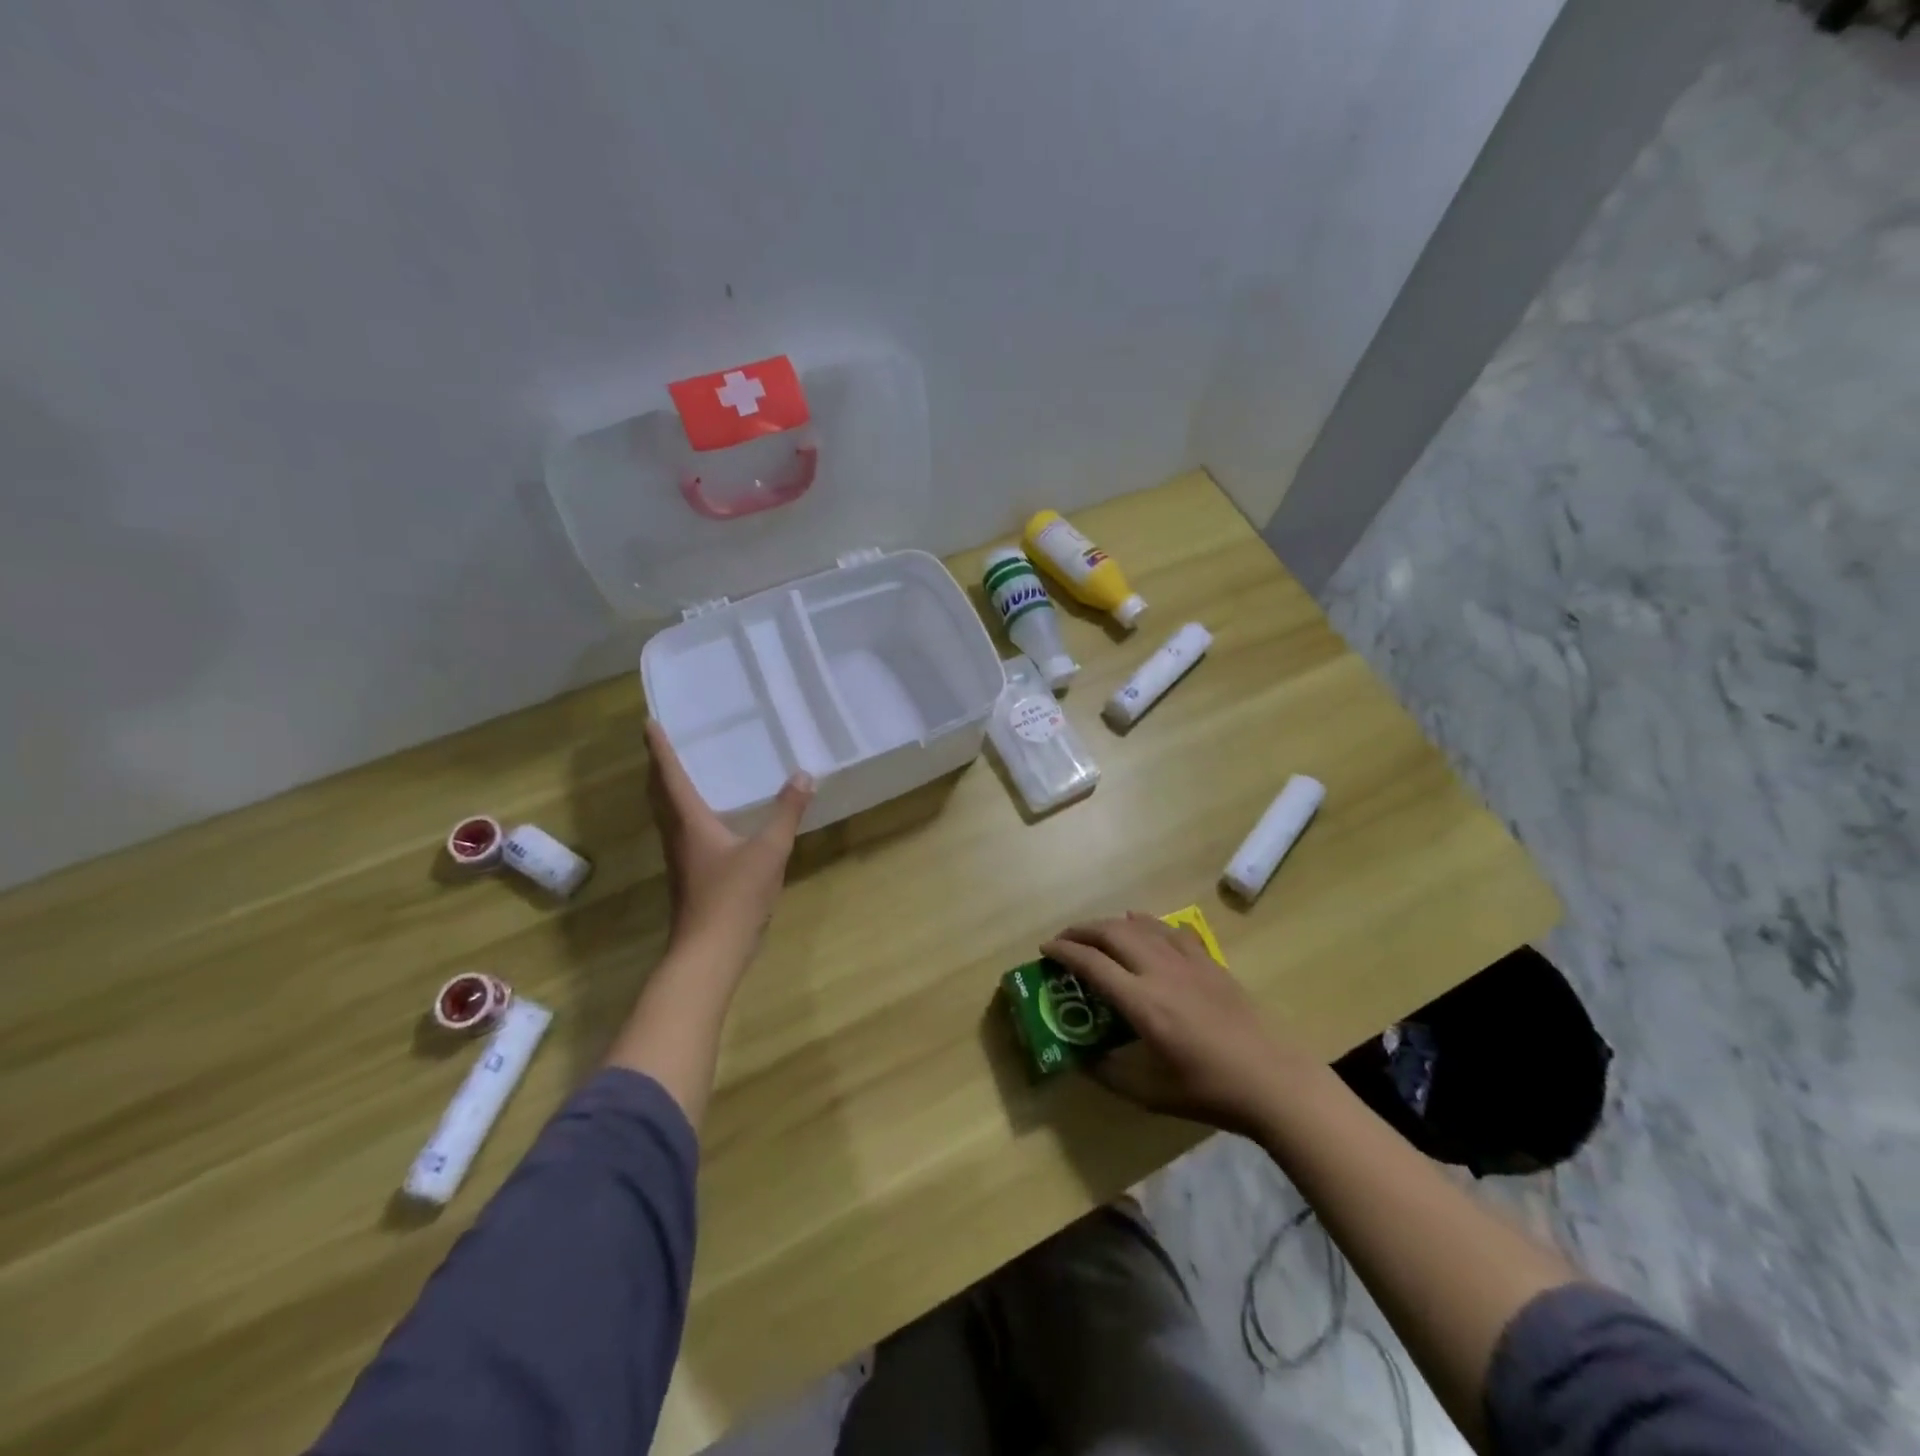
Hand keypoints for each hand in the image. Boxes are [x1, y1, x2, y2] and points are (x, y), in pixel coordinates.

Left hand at [646, 719, 813, 959]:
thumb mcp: (769, 850)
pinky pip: (680, 832)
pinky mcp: (689, 877)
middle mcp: (677, 836)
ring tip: (679, 773)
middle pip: (659, 795)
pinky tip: (705, 821)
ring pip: (666, 815)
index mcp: (690, 822)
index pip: (670, 776)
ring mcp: (680, 859)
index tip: (649, 724)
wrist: (710, 952)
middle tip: (661, 744)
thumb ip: (786, 812)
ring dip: (667, 791)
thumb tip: (803, 775)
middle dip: (658, 768)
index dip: (660, 749)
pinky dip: (683, 814)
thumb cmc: (734, 896)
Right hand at [1041, 913, 1315, 1136]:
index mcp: (1142, 1002)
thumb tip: (1083, 1058)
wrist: (1272, 1080)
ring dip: (1112, 924)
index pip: (1092, 964)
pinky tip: (1144, 929)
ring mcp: (1188, 962)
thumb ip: (1109, 1073)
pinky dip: (1149, 925)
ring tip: (1098, 933)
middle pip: (1112, 933)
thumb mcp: (1149, 1093)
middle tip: (1065, 939)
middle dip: (1082, 930)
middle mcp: (1160, 972)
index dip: (1064, 951)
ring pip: (1141, 926)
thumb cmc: (1208, 1090)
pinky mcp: (1210, 963)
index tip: (1045, 949)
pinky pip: (1171, 931)